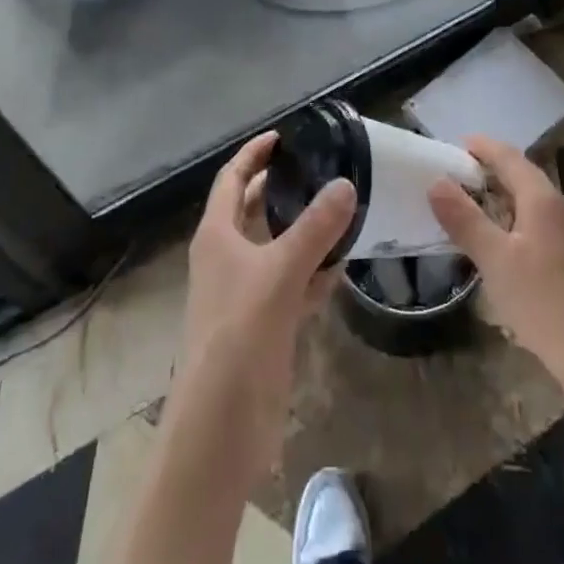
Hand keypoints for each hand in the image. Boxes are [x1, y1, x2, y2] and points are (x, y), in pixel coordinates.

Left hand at [174, 132, 356, 482]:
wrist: (220, 427)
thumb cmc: (238, 336)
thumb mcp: (279, 274)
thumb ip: (315, 229)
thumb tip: (346, 183)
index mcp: (217, 235)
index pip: (232, 179)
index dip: (254, 154)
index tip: (285, 136)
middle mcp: (228, 257)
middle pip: (255, 209)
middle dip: (285, 187)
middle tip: (324, 167)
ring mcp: (246, 291)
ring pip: (278, 246)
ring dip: (305, 229)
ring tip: (343, 206)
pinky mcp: (266, 323)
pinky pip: (294, 283)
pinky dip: (315, 270)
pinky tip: (344, 262)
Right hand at [428, 135, 563, 395]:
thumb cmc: (545, 304)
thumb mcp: (495, 261)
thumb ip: (465, 219)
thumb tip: (436, 181)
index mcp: (541, 198)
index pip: (507, 156)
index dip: (480, 146)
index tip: (450, 146)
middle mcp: (557, 207)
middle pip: (519, 174)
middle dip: (486, 169)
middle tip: (449, 176)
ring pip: (526, 201)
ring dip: (496, 196)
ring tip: (464, 205)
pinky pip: (532, 223)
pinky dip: (508, 220)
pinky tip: (493, 242)